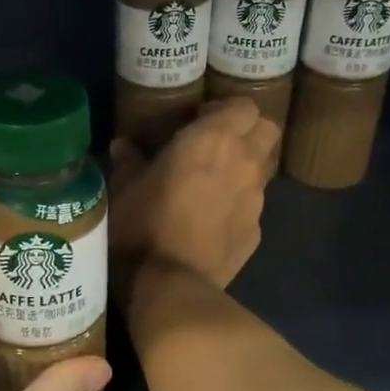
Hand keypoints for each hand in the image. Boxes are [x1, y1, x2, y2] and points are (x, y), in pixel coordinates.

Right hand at [109, 97, 278, 297]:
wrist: (169, 284)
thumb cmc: (141, 224)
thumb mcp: (122, 188)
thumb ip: (128, 161)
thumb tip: (123, 145)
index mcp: (211, 139)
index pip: (244, 106)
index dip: (225, 110)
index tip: (200, 119)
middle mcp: (243, 162)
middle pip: (267, 130)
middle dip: (248, 131)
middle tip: (217, 144)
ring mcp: (255, 199)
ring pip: (263, 168)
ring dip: (245, 167)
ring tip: (214, 183)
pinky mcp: (256, 231)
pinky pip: (252, 206)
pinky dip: (237, 205)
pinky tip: (212, 221)